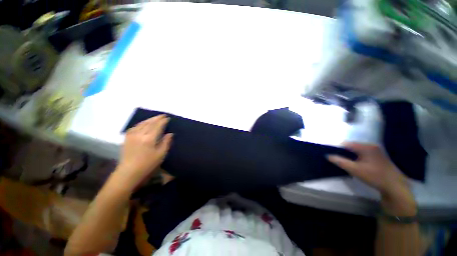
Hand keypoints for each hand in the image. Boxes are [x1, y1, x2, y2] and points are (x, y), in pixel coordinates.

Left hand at [116, 115, 172, 189]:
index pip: (157, 126)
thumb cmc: (148, 164)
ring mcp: (132, 135)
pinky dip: (141, 123)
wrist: (129, 172)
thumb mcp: (161, 154)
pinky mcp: (127, 138)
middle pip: (149, 123)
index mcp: (150, 138)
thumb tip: (170, 134)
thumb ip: (166, 142)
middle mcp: (140, 134)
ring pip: (142, 124)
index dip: (163, 121)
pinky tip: (143, 124)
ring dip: (149, 120)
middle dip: (157, 118)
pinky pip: (134, 127)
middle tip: (163, 115)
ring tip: (155, 118)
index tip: (167, 118)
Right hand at [328, 143, 415, 215]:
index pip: (346, 143)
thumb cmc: (374, 176)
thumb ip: (340, 161)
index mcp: (366, 147)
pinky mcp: (378, 156)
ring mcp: (376, 150)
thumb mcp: (354, 170)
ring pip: (357, 150)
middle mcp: (371, 146)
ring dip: (350, 155)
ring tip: (345, 162)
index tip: (331, 154)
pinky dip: (356, 157)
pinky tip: (355, 164)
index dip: (337, 148)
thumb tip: (327, 155)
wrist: (394, 186)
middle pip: (352, 146)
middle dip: (343, 152)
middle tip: (337, 159)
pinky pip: (363, 153)